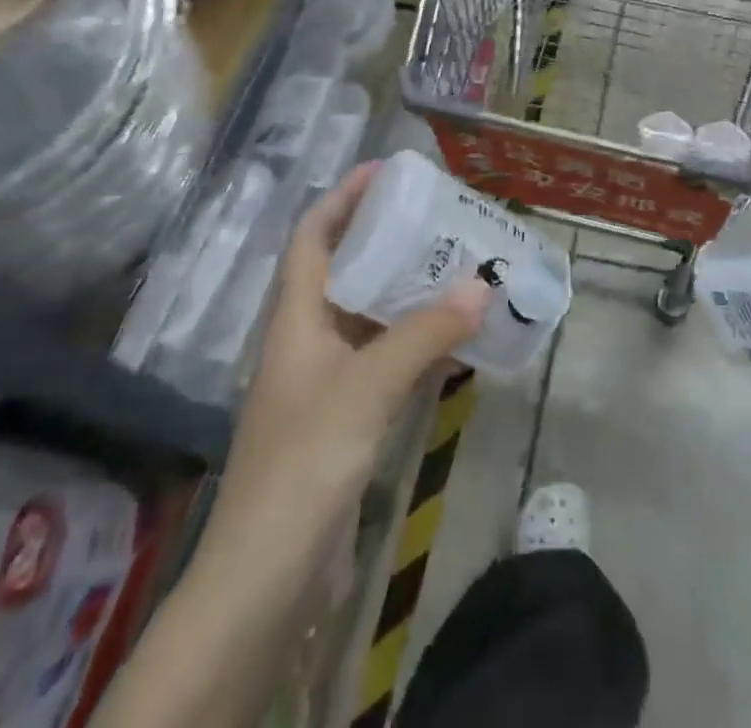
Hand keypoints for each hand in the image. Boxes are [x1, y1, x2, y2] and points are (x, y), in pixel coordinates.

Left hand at [203, 163, 490, 564]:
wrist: (268, 579)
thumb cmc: (305, 462)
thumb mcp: (367, 387)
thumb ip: (425, 333)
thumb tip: (482, 284)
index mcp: (297, 318)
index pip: (313, 236)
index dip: (344, 197)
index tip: (386, 170)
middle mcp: (310, 339)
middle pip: (349, 270)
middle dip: (390, 239)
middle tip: (442, 217)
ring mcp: (330, 380)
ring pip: (375, 316)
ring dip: (414, 292)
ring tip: (462, 266)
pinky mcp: (350, 417)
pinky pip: (391, 361)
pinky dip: (424, 344)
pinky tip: (463, 338)